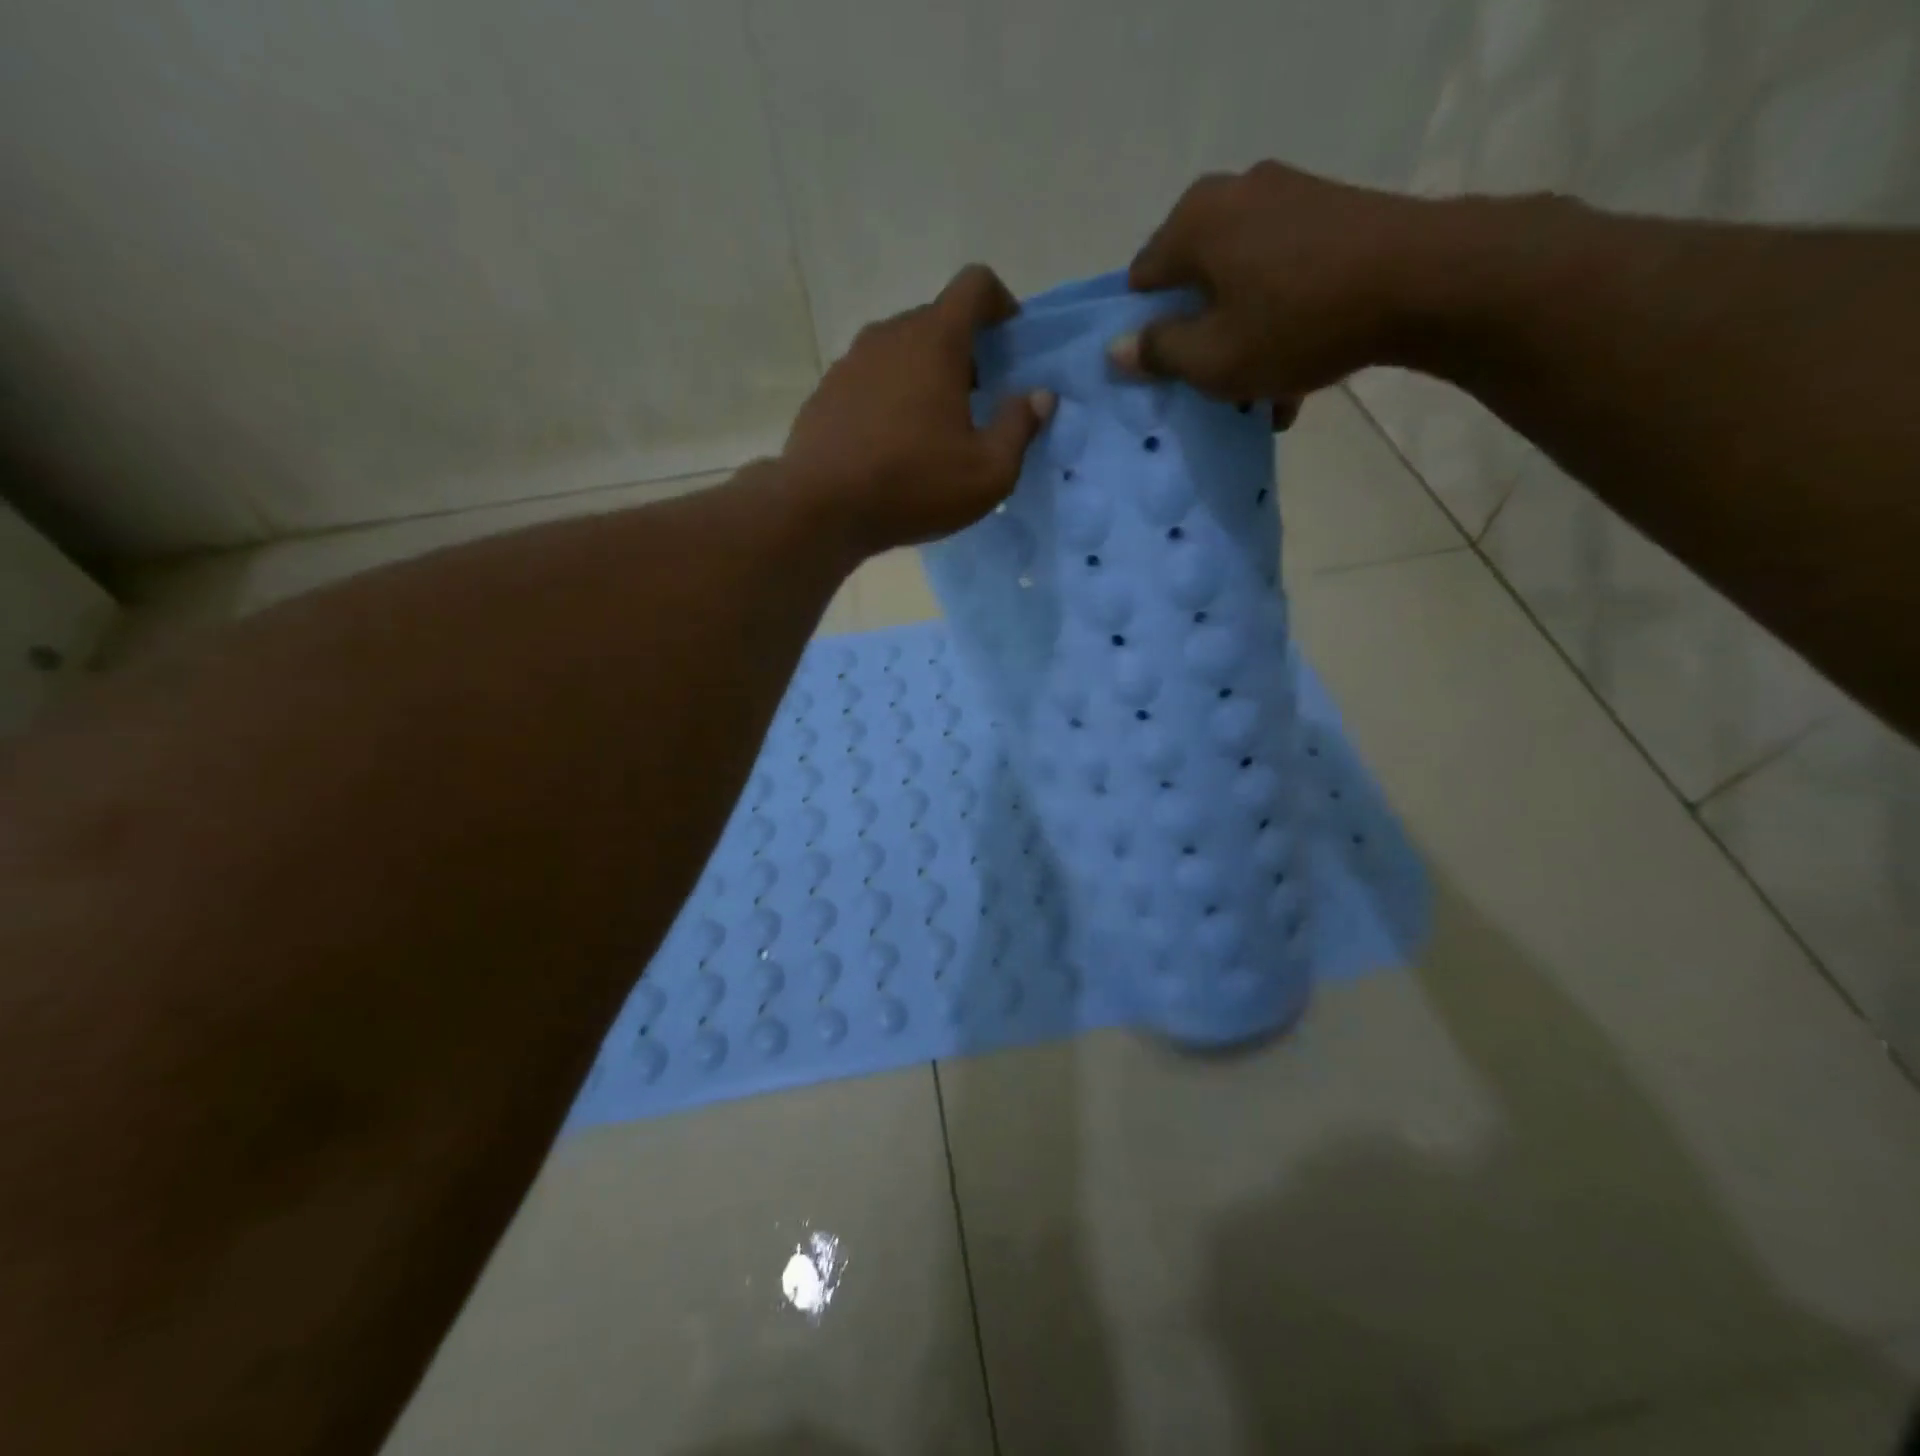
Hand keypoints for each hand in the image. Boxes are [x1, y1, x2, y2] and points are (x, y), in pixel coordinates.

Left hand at [782, 265, 1054, 554]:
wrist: (821, 508)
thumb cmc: (913, 485)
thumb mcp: (988, 471)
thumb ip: (1020, 427)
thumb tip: (1040, 396)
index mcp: (934, 340)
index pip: (975, 285)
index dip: (1000, 304)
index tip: (1010, 343)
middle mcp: (889, 335)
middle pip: (936, 320)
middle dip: (965, 351)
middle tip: (977, 402)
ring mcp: (850, 362)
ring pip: (900, 352)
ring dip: (924, 376)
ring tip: (933, 430)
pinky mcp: (826, 393)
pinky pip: (870, 380)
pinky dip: (890, 397)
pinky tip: (892, 446)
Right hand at [1110, 161, 1435, 408]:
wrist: (1423, 280)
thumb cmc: (1296, 323)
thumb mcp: (1212, 358)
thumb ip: (1157, 352)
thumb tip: (1115, 349)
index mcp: (1195, 222)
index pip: (1142, 281)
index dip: (1143, 331)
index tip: (1160, 372)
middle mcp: (1235, 194)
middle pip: (1194, 282)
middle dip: (1198, 336)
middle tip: (1209, 384)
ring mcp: (1288, 197)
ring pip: (1241, 284)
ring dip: (1242, 337)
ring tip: (1259, 392)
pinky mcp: (1331, 214)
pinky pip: (1283, 276)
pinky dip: (1280, 320)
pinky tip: (1294, 372)